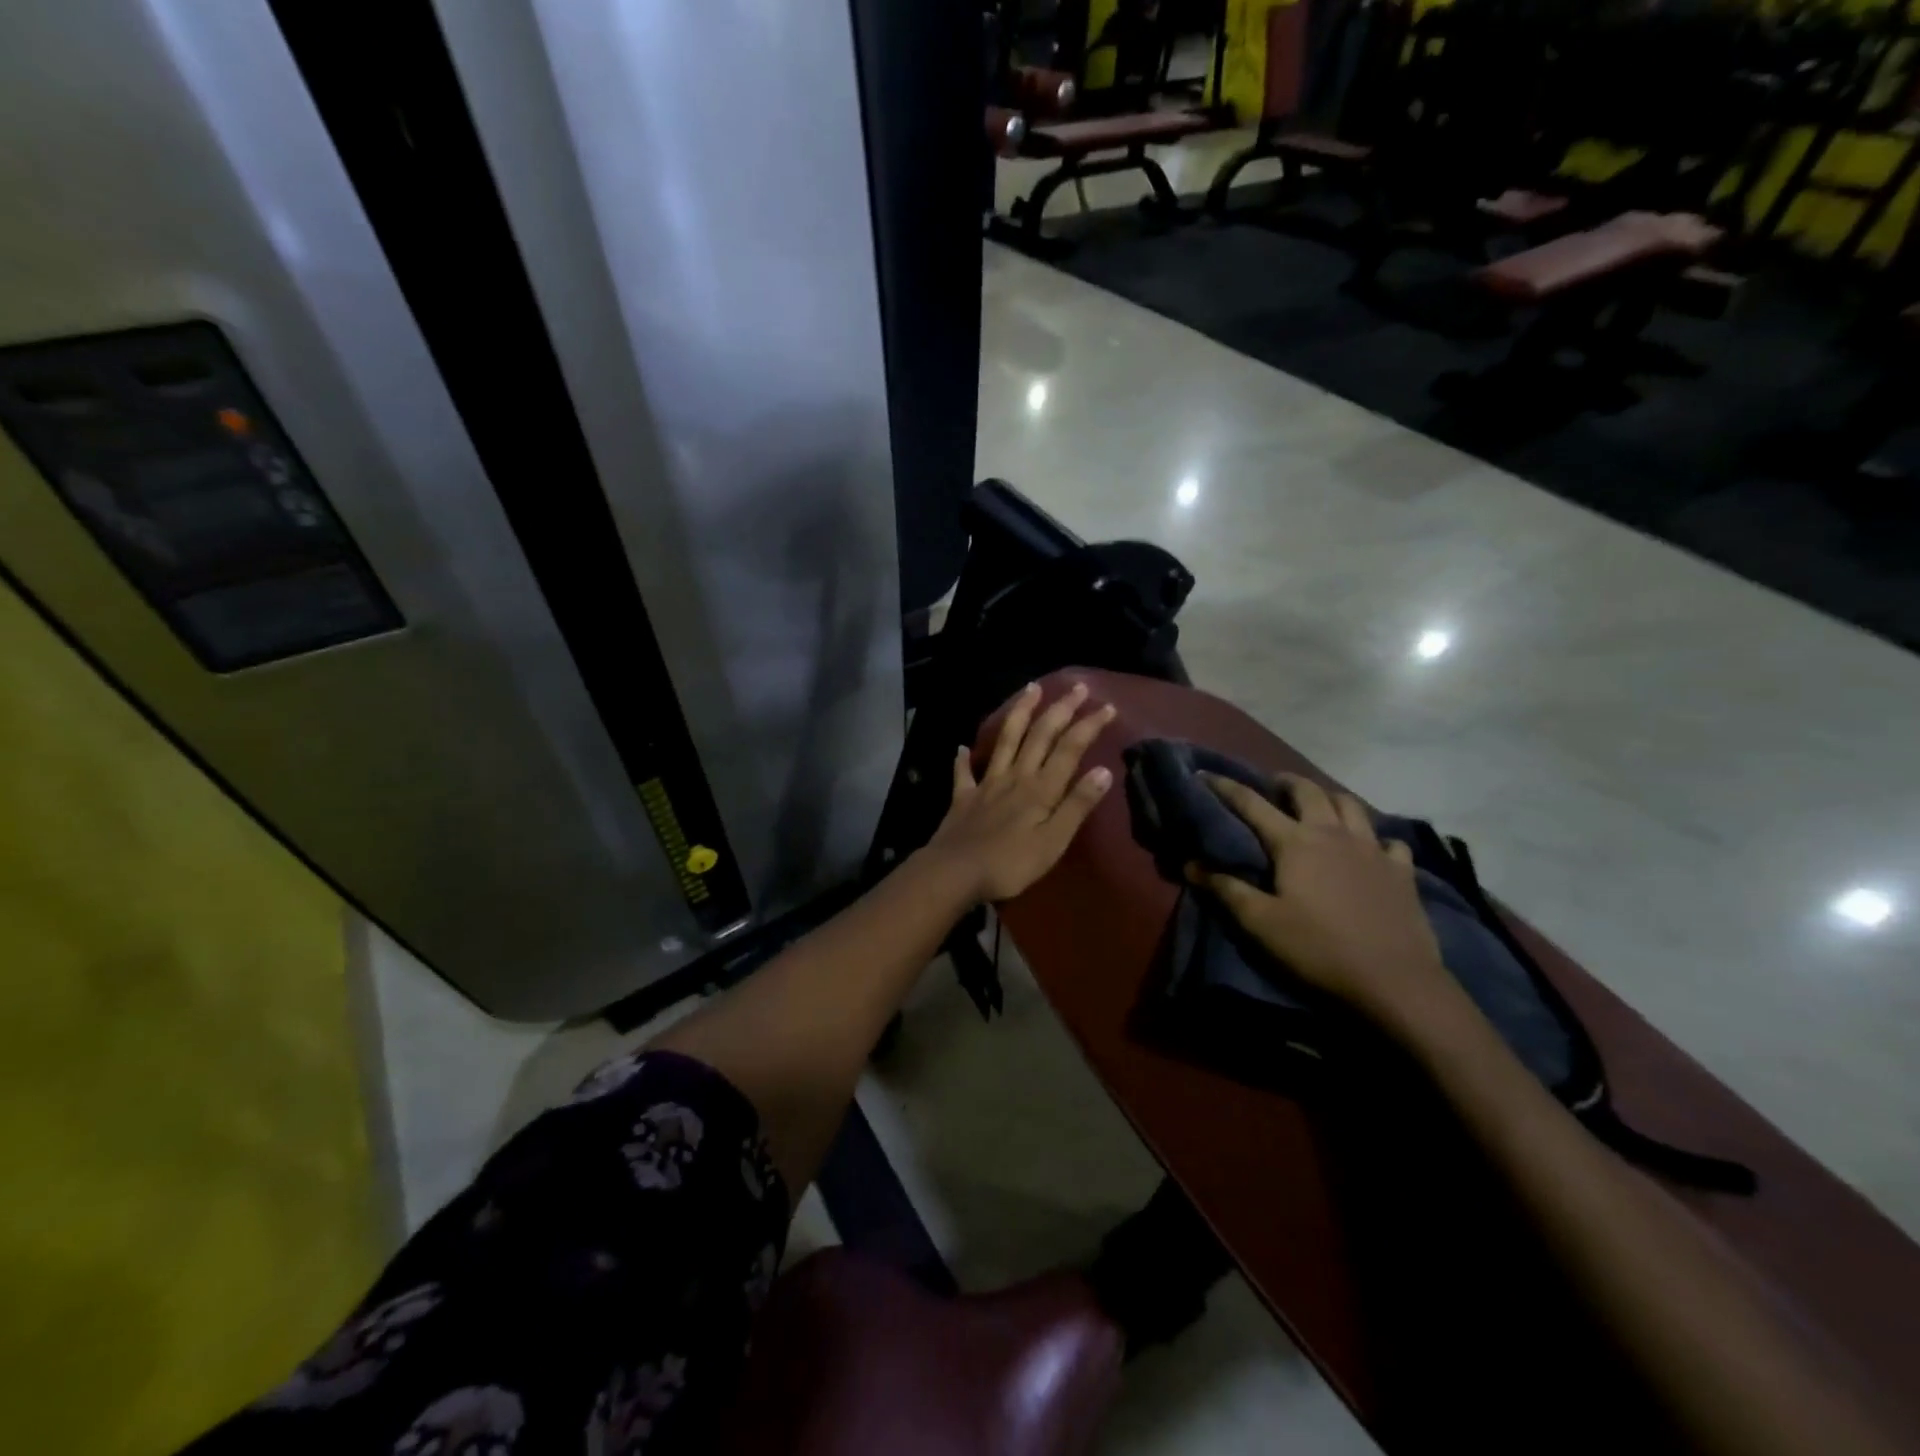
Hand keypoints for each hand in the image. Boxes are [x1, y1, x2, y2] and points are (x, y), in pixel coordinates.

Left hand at [924, 681, 1116, 903]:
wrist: (955, 872)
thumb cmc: (1010, 863)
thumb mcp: (1053, 841)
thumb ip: (1077, 805)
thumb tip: (1103, 770)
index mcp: (1040, 788)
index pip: (1069, 749)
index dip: (1088, 726)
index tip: (1106, 706)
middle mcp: (1015, 777)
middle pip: (1039, 735)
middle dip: (1060, 709)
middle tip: (1077, 687)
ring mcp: (986, 785)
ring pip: (1005, 740)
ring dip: (1019, 713)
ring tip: (1030, 689)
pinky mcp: (963, 798)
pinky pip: (963, 773)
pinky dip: (963, 759)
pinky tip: (961, 748)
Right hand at [1193, 773, 1458, 1041]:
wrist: (1394, 980)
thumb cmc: (1318, 948)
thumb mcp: (1261, 923)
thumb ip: (1226, 889)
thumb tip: (1191, 864)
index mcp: (1295, 842)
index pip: (1252, 804)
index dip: (1226, 787)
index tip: (1206, 774)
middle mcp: (1333, 833)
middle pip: (1308, 791)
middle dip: (1286, 782)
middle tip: (1273, 786)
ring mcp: (1372, 848)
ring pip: (1350, 804)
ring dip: (1329, 798)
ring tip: (1319, 806)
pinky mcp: (1401, 870)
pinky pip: (1389, 840)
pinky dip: (1375, 837)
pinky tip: (1371, 849)